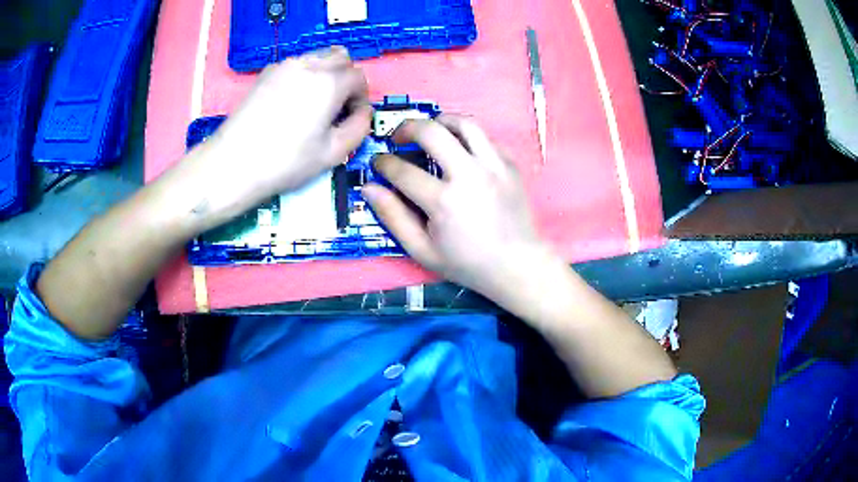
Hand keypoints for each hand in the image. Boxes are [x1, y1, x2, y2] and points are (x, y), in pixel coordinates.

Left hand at [201, 47, 371, 209]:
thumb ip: (359, 127)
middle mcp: (309, 65)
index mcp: (329, 83)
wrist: (233, 163)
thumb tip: (362, 112)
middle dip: (346, 79)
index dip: (362, 97)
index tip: (353, 117)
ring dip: (326, 74)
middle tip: (337, 107)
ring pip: (318, 57)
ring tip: (314, 104)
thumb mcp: (334, 153)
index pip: (359, 77)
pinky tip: (292, 101)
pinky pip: (296, 64)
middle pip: (341, 57)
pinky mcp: (266, 72)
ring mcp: (284, 66)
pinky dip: (304, 75)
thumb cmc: (286, 162)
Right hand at [362, 116, 551, 300]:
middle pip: (431, 131)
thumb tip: (368, 188)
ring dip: (439, 121)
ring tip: (430, 130)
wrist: (517, 265)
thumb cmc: (467, 263)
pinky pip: (485, 138)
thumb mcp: (422, 251)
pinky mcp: (510, 164)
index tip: (378, 163)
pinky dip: (466, 138)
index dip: (383, 163)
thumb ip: (393, 217)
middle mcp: (469, 175)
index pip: (402, 170)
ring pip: (463, 124)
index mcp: (443, 201)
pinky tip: (460, 150)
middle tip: (398, 138)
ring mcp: (494, 166)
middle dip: (406, 128)